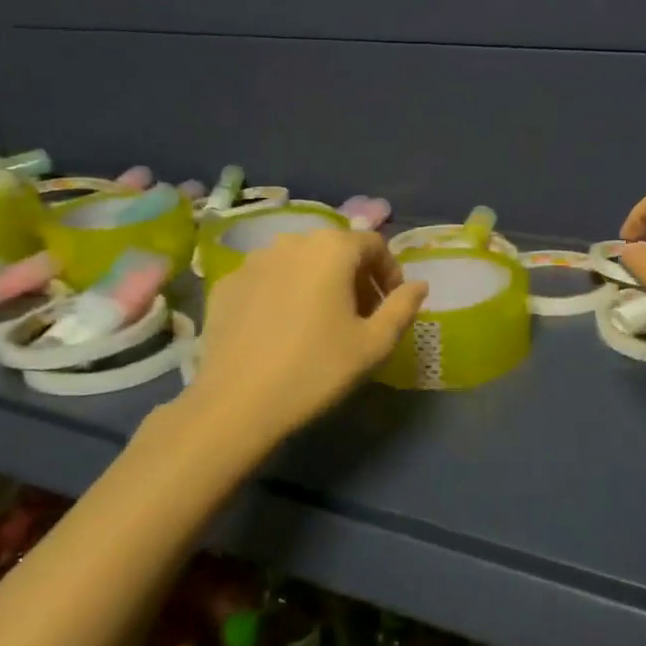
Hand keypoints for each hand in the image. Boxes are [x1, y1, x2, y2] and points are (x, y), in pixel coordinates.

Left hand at [171, 229, 427, 449]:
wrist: (236, 404)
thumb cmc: (316, 369)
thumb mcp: (374, 344)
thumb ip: (402, 307)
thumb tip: (418, 285)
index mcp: (332, 248)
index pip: (373, 244)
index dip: (389, 272)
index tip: (390, 305)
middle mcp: (291, 241)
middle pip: (335, 249)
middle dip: (355, 276)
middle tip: (360, 316)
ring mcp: (254, 260)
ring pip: (300, 261)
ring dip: (319, 281)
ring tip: (321, 321)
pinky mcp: (226, 284)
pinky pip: (268, 278)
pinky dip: (284, 292)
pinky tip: (283, 329)